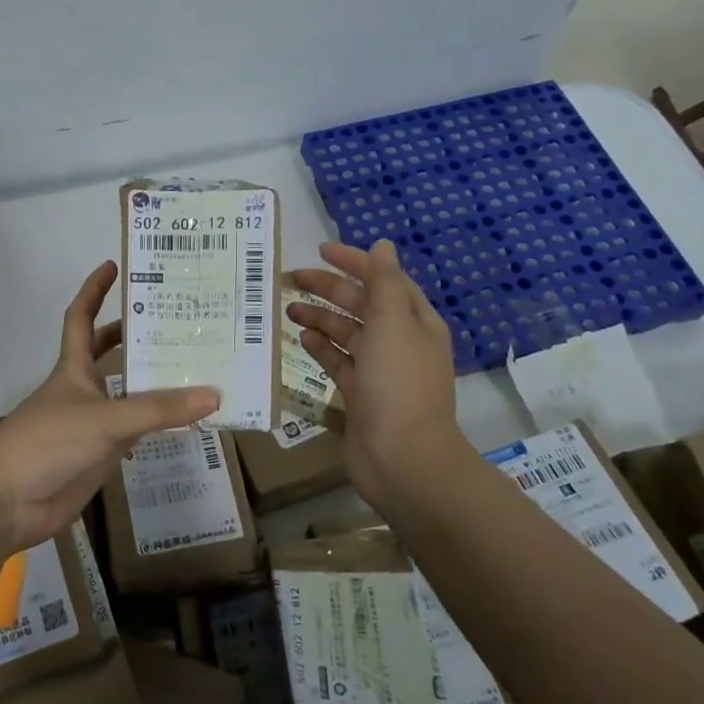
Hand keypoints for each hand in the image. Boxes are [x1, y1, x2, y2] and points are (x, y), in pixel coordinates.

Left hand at [0, 261, 218, 556]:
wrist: (7, 501)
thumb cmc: (47, 443)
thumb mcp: (105, 420)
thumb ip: (158, 410)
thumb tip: (214, 394)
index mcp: (73, 368)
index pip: (82, 318)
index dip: (95, 290)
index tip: (114, 265)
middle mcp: (83, 390)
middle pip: (108, 354)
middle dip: (135, 336)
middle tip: (177, 321)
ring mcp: (90, 424)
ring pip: (127, 395)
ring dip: (154, 384)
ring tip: (196, 368)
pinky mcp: (98, 456)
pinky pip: (134, 433)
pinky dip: (156, 426)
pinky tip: (185, 422)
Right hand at [288, 240, 473, 514]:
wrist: (402, 457)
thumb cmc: (398, 383)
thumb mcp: (392, 323)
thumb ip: (384, 282)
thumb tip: (383, 245)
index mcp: (415, 321)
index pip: (384, 280)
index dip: (355, 262)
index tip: (321, 251)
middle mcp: (399, 341)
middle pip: (362, 305)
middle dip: (330, 289)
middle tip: (292, 279)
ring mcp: (380, 370)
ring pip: (347, 333)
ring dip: (321, 318)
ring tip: (289, 310)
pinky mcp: (360, 394)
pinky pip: (339, 362)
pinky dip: (322, 348)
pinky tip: (302, 339)